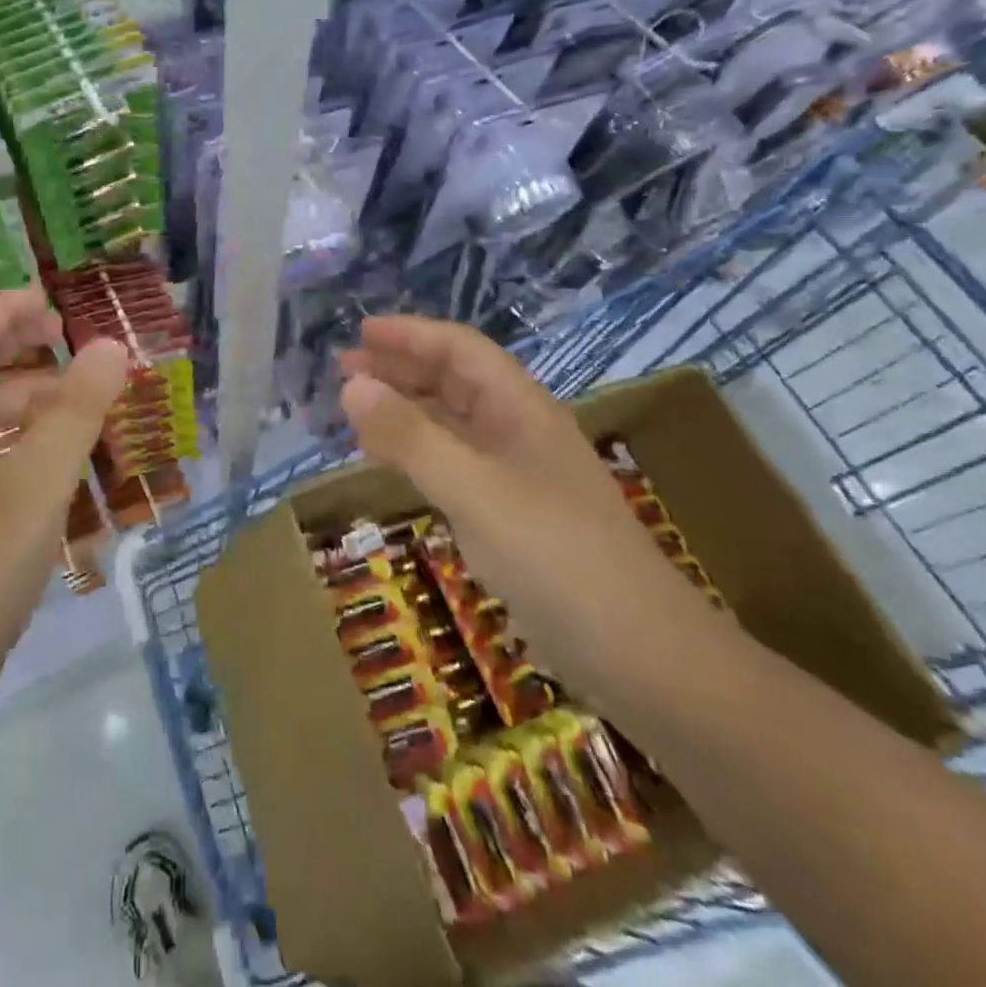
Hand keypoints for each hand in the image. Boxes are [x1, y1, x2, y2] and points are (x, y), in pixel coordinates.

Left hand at [0, 290, 128, 694]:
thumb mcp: (36, 482)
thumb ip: (77, 410)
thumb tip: (112, 345)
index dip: (2, 311)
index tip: (49, 301)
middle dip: (15, 353)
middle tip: (66, 342)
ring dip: (20, 406)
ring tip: (75, 406)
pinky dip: (13, 450)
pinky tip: (47, 471)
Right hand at [339, 315, 717, 694]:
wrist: (640, 654)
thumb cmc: (555, 555)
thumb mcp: (474, 490)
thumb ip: (410, 437)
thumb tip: (351, 385)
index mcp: (520, 407)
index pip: (460, 349)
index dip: (410, 335)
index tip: (360, 332)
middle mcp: (518, 431)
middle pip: (454, 381)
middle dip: (400, 368)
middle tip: (345, 369)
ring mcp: (516, 476)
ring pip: (451, 424)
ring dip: (405, 410)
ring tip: (357, 410)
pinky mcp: (510, 516)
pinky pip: (453, 466)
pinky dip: (417, 454)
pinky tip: (391, 463)